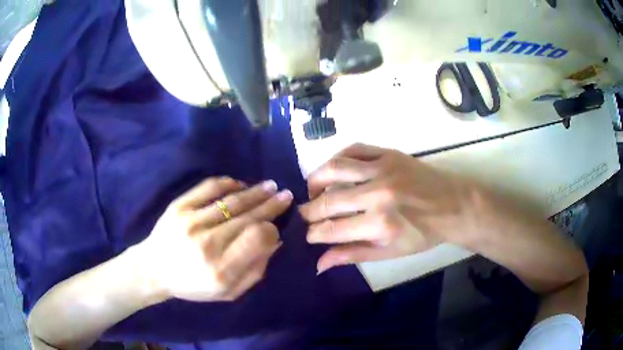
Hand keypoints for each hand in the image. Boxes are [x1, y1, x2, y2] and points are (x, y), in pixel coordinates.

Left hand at [133, 177, 292, 301]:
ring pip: (231, 201)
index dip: (271, 229)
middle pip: (246, 217)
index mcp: (221, 270)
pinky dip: (227, 183)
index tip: (276, 226)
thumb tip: (274, 242)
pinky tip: (240, 184)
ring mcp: (191, 222)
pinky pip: (208, 188)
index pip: (256, 239)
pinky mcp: (179, 207)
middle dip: (270, 205)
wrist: (154, 270)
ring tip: (270, 186)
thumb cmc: (192, 285)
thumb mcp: (228, 292)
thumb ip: (254, 271)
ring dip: (255, 192)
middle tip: (285, 195)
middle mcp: (207, 244)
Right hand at [299, 143, 484, 273]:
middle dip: (308, 210)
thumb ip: (352, 255)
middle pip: (328, 200)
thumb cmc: (423, 234)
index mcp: (380, 225)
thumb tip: (319, 263)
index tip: (308, 234)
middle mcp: (378, 194)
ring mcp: (383, 169)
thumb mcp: (390, 252)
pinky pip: (353, 149)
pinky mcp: (389, 153)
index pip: (331, 229)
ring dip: (316, 180)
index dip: (313, 233)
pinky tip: (334, 170)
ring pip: (335, 168)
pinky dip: (337, 158)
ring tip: (313, 191)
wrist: (454, 205)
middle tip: (304, 214)